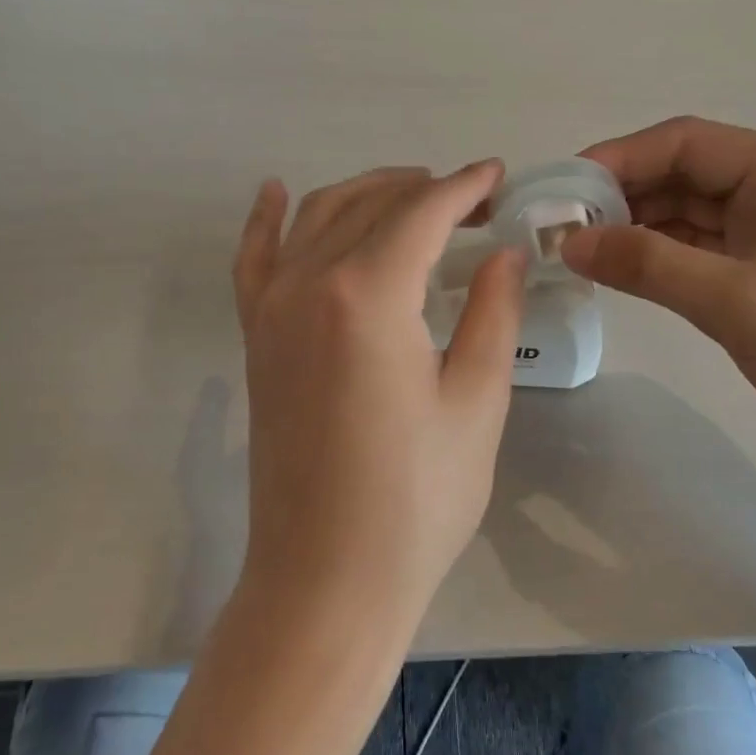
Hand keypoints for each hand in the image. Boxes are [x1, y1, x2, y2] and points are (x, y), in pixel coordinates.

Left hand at [231, 162, 525, 626]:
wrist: (325, 577)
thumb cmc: (416, 498)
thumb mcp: (475, 401)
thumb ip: (490, 310)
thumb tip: (502, 251)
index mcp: (368, 294)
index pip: (422, 211)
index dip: (464, 187)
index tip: (497, 176)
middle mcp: (309, 283)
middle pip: (371, 204)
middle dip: (425, 189)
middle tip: (472, 201)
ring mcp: (271, 308)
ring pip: (317, 216)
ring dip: (367, 193)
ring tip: (412, 195)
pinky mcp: (255, 338)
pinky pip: (254, 258)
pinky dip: (267, 219)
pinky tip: (276, 192)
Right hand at [561, 117, 755, 460]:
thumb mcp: (739, 305)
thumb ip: (651, 266)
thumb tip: (569, 241)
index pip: (688, 142)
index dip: (619, 158)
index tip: (561, 189)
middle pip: (684, 171)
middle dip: (622, 194)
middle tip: (560, 226)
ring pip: (688, 208)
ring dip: (636, 224)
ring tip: (579, 248)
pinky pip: (700, 243)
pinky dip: (659, 253)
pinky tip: (619, 266)